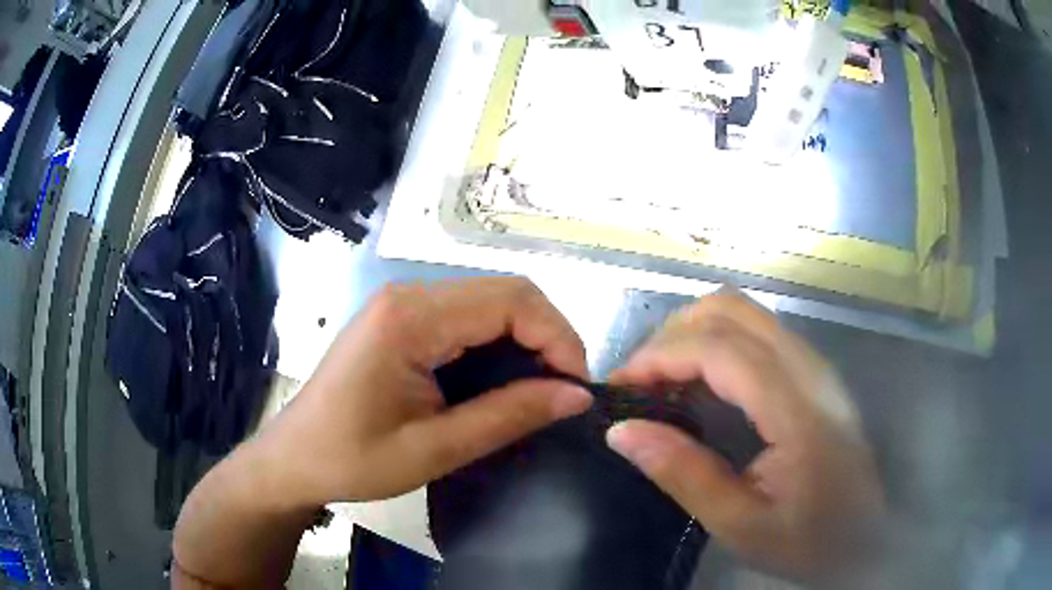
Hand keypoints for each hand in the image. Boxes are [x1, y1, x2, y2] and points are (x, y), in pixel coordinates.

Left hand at [255, 277, 592, 505]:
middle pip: (505, 294)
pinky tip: (503, 382)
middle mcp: (409, 295)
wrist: (293, 459)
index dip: (558, 337)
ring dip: (525, 341)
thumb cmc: (352, 460)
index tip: (576, 389)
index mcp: (411, 317)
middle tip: (563, 393)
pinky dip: (498, 345)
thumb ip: (508, 416)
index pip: (512, 300)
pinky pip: (467, 319)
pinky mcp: (401, 321)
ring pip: (490, 304)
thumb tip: (576, 396)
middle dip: (547, 338)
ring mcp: (403, 304)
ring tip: (540, 392)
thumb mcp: (435, 449)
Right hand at [605, 290, 885, 582]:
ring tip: (662, 381)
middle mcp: (810, 370)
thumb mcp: (741, 525)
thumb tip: (622, 431)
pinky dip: (716, 343)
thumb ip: (684, 474)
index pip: (722, 348)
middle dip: (673, 334)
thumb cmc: (808, 540)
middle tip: (640, 382)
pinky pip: (757, 333)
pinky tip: (699, 384)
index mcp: (797, 409)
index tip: (620, 386)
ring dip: (694, 333)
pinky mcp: (813, 373)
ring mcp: (815, 366)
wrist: (864, 537)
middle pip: (733, 309)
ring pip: (745, 312)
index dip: (661, 355)